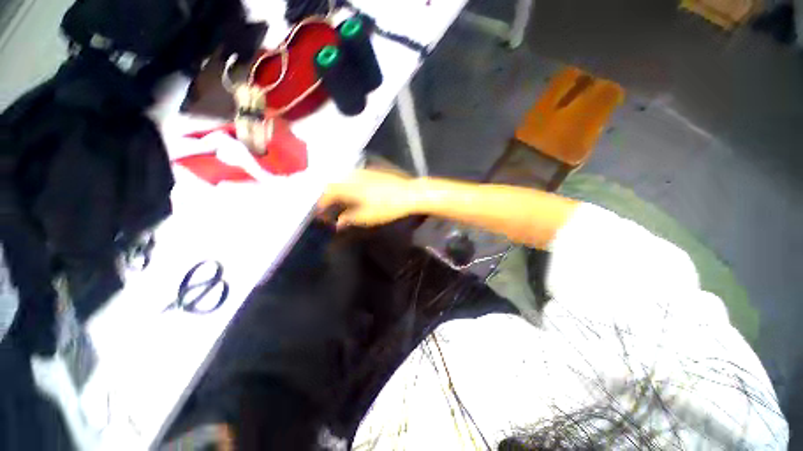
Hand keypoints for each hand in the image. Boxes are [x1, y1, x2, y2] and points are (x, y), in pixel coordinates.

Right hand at [317, 169, 418, 228]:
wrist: (409, 194)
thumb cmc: (387, 207)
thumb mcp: (367, 217)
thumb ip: (350, 218)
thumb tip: (338, 223)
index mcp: (350, 187)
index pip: (329, 192)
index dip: (322, 202)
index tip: (320, 212)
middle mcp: (354, 176)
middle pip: (335, 183)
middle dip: (328, 194)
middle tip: (328, 206)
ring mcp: (365, 172)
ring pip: (344, 178)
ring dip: (338, 188)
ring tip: (339, 200)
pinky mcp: (374, 172)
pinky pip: (354, 176)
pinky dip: (349, 184)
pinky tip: (354, 191)